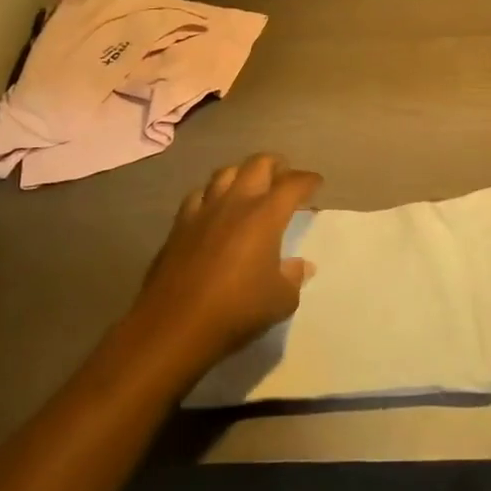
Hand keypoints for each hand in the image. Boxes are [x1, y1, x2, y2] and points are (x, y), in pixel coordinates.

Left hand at [133, 153, 321, 373]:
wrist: (174, 326)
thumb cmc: (236, 310)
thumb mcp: (280, 300)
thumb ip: (293, 277)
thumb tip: (300, 265)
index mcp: (265, 215)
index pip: (293, 183)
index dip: (308, 180)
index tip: (316, 183)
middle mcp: (235, 202)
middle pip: (258, 164)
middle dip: (276, 165)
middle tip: (285, 178)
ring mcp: (203, 211)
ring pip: (225, 173)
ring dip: (243, 174)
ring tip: (250, 188)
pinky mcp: (179, 225)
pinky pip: (199, 195)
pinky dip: (212, 195)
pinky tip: (215, 210)